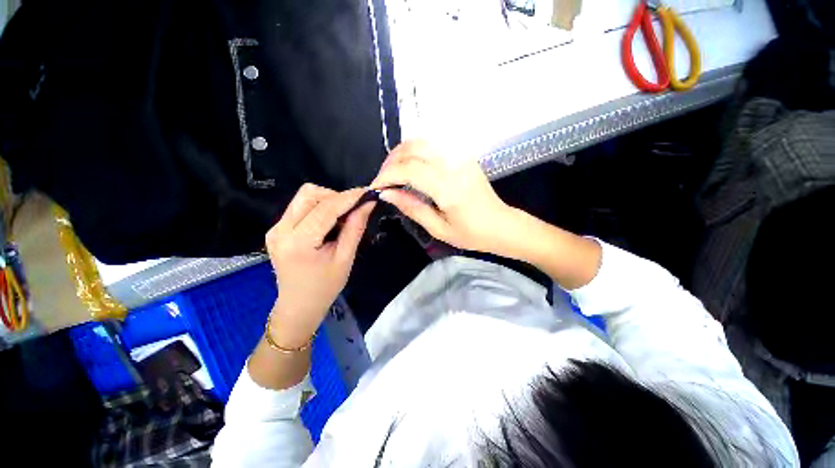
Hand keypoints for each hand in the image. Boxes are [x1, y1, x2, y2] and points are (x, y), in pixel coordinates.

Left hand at [265, 184, 374, 347]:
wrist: (298, 305)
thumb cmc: (325, 287)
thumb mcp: (345, 258)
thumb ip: (355, 228)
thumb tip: (367, 204)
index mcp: (298, 242)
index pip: (326, 208)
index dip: (349, 197)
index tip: (368, 192)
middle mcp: (280, 230)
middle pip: (309, 194)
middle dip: (336, 197)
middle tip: (354, 209)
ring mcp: (275, 228)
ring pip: (304, 197)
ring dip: (327, 200)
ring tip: (342, 217)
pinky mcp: (276, 229)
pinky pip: (300, 207)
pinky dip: (319, 208)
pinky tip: (329, 222)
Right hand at [371, 140, 517, 253]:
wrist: (500, 225)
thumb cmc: (471, 233)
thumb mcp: (438, 229)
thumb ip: (412, 208)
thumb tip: (386, 193)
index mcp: (448, 188)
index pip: (409, 170)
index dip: (387, 175)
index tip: (375, 187)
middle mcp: (454, 165)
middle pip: (413, 149)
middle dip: (391, 162)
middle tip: (383, 180)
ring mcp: (460, 157)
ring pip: (422, 141)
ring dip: (401, 153)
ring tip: (393, 172)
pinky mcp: (463, 155)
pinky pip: (433, 144)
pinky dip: (415, 151)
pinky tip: (411, 165)